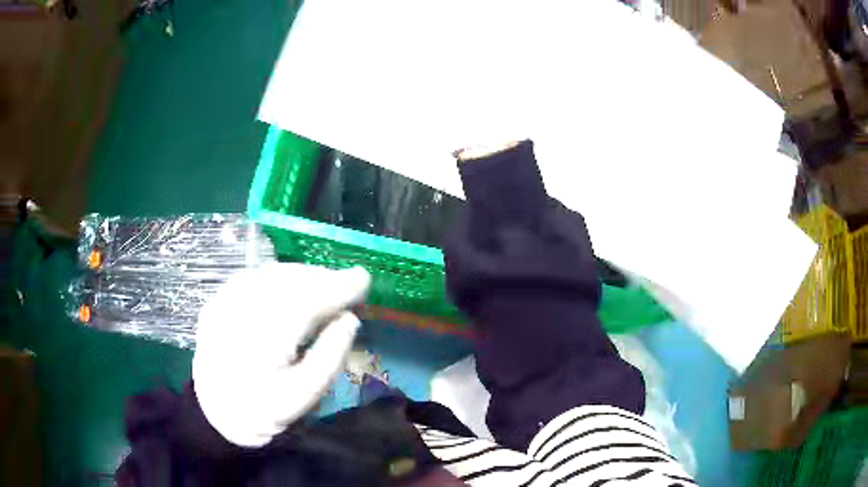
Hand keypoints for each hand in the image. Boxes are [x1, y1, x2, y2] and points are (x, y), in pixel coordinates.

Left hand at [192, 263, 370, 446]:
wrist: (217, 411)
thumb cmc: (265, 409)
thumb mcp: (304, 395)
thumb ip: (330, 356)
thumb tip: (350, 319)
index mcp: (263, 342)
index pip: (306, 301)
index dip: (337, 287)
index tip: (363, 279)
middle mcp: (238, 313)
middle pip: (287, 280)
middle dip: (322, 278)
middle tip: (347, 285)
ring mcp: (222, 304)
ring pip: (269, 274)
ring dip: (302, 275)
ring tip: (324, 285)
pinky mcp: (216, 302)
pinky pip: (253, 277)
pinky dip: (278, 277)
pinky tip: (291, 288)